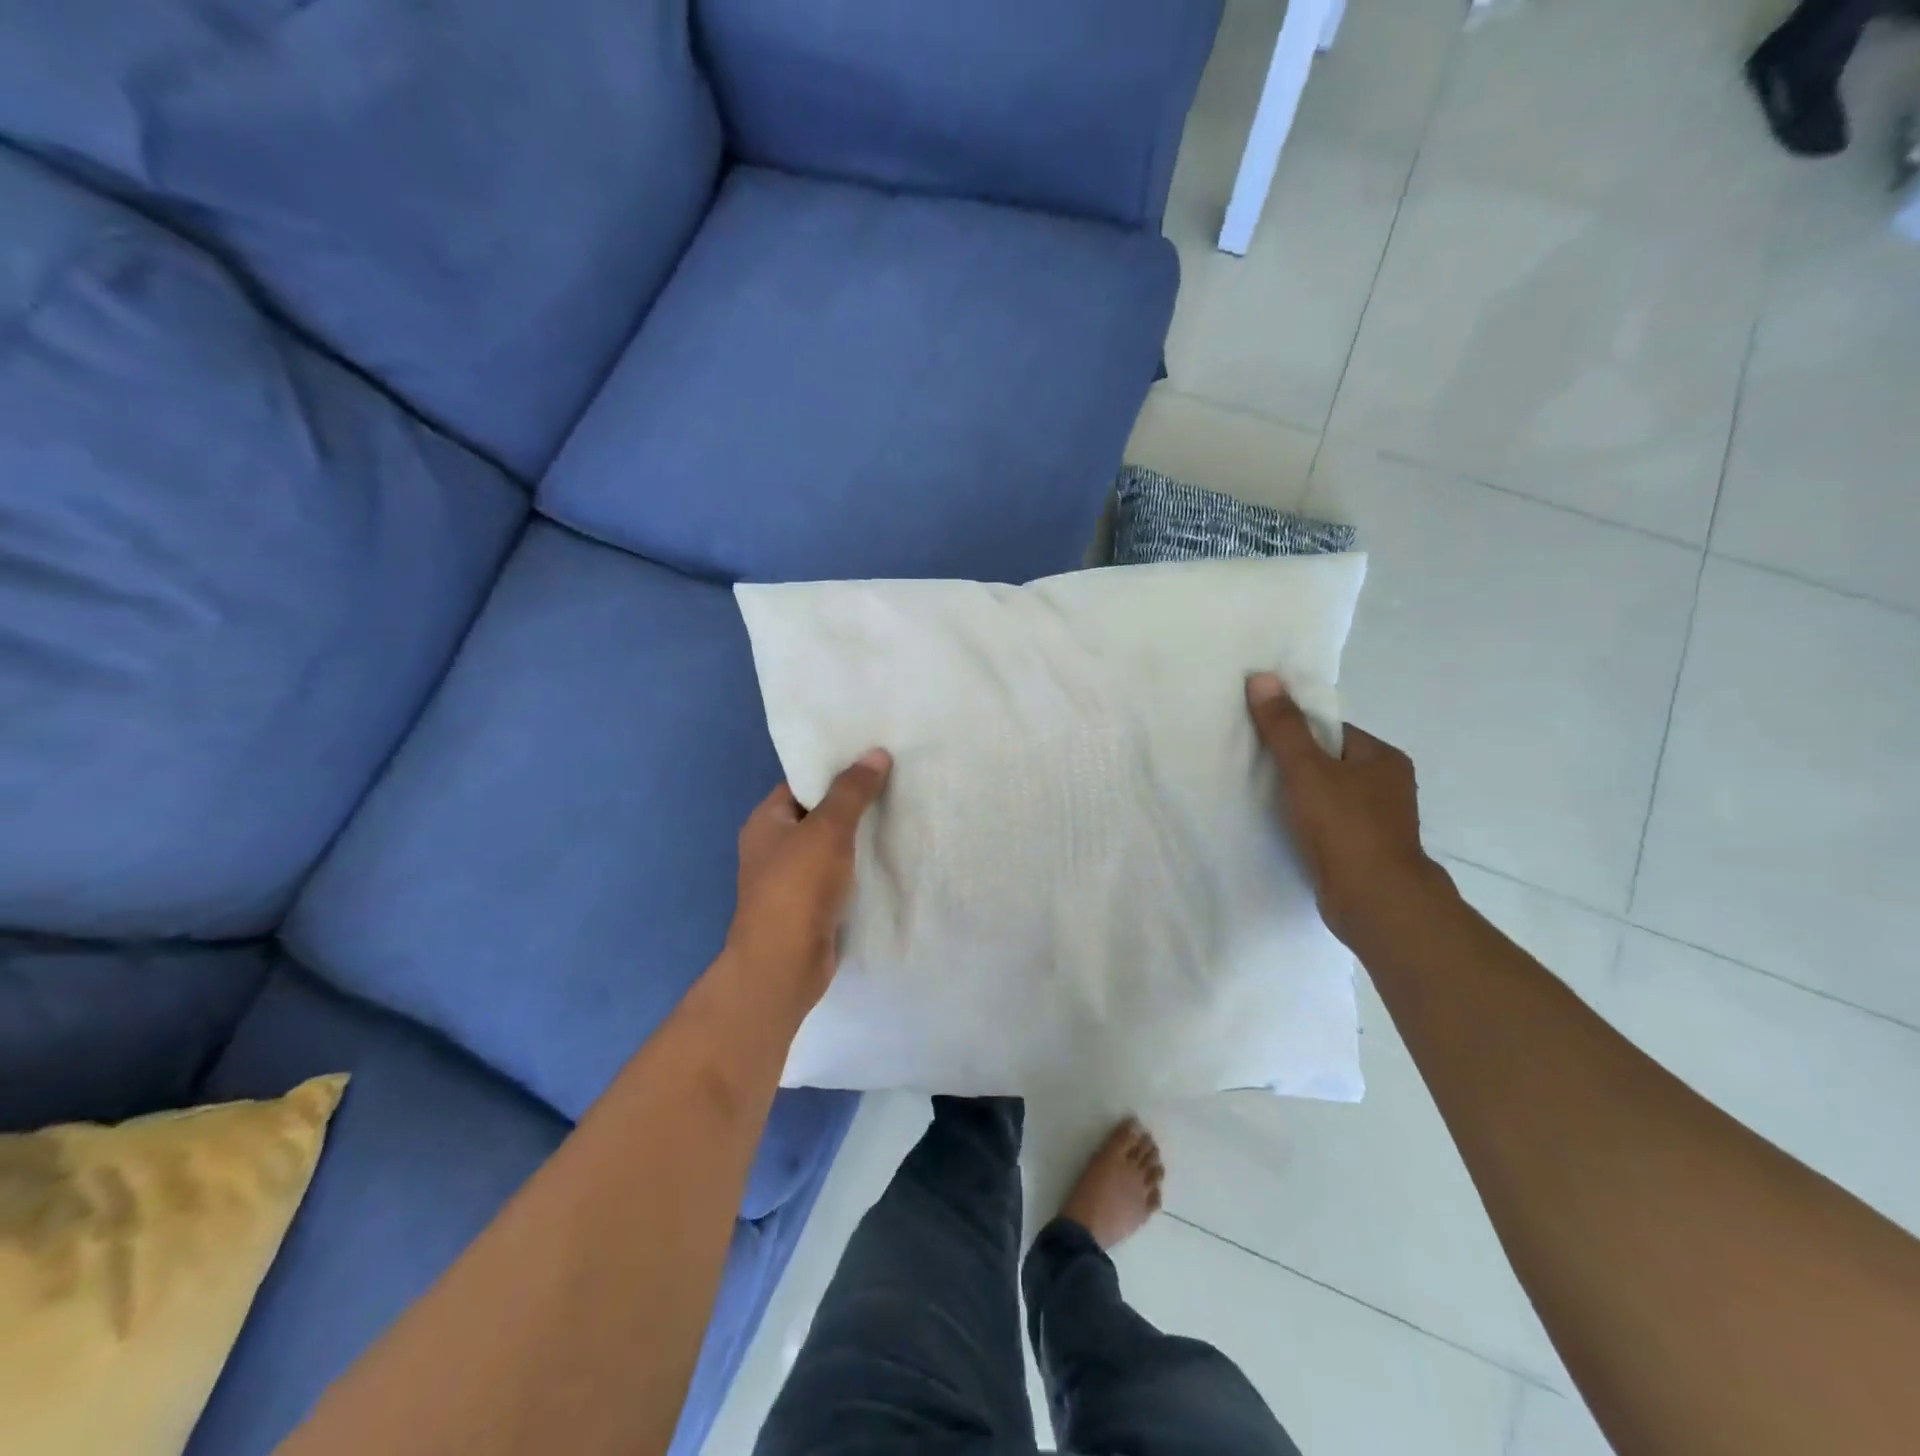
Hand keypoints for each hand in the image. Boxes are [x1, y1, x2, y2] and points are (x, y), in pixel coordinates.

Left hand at [725, 750, 891, 1012]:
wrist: (784, 966)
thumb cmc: (798, 888)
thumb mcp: (827, 829)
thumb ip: (852, 791)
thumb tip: (876, 753)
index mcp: (766, 821)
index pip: (802, 782)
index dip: (837, 769)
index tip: (875, 759)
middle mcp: (774, 847)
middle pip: (819, 814)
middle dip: (855, 803)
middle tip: (898, 784)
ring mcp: (791, 880)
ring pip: (831, 847)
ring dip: (860, 838)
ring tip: (902, 816)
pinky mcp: (810, 907)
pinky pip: (839, 876)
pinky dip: (860, 868)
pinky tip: (891, 859)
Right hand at [1245, 672, 1448, 947]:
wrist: (1374, 901)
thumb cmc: (1345, 827)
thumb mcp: (1307, 770)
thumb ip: (1283, 727)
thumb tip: (1262, 678)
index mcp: (1383, 759)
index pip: (1332, 732)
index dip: (1297, 733)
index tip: (1264, 742)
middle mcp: (1388, 786)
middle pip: (1330, 764)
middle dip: (1296, 767)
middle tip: (1256, 769)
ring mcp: (1379, 822)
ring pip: (1329, 797)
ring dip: (1300, 798)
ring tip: (1264, 800)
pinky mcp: (1365, 852)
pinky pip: (1329, 825)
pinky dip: (1307, 825)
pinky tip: (1283, 830)